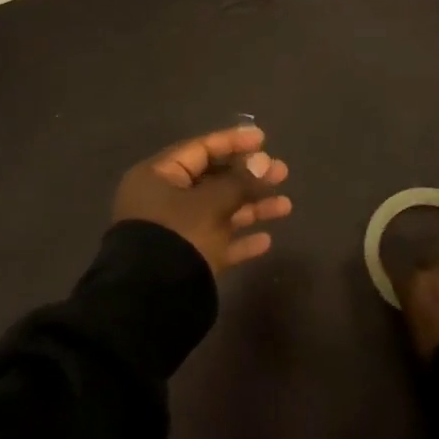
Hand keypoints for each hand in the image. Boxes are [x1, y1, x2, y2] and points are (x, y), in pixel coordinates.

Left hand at [113, 124, 291, 276]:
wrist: (152, 299)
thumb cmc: (178, 234)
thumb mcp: (210, 203)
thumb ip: (239, 181)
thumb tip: (263, 162)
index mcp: (158, 176)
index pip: (199, 149)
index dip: (233, 142)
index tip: (263, 139)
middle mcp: (163, 200)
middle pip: (212, 180)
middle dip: (249, 177)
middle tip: (282, 173)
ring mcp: (175, 231)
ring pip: (219, 212)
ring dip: (252, 208)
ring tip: (286, 206)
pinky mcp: (186, 260)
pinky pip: (216, 242)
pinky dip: (240, 240)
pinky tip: (266, 241)